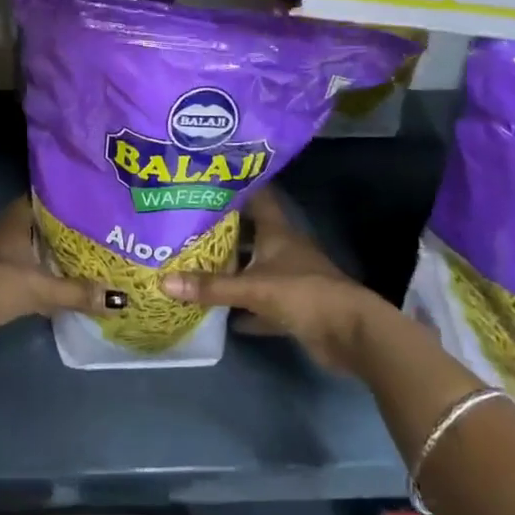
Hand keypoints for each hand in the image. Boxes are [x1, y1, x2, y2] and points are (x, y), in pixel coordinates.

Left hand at [0, 198, 107, 348]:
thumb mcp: (41, 288)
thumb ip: (77, 292)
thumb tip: (118, 299)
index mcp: (18, 220)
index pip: (45, 197)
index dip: (66, 196)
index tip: (92, 199)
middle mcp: (9, 231)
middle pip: (43, 224)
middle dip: (68, 228)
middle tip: (100, 230)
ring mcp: (1, 255)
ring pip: (35, 247)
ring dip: (55, 252)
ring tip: (89, 256)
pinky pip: (29, 270)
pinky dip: (45, 274)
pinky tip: (64, 283)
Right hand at [159, 188, 377, 372]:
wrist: (350, 333)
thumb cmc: (303, 294)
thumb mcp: (253, 288)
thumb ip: (210, 286)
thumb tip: (163, 282)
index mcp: (277, 231)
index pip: (255, 197)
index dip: (233, 187)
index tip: (204, 181)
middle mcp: (282, 249)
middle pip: (249, 234)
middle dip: (221, 231)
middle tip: (185, 225)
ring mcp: (289, 278)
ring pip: (253, 268)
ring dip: (230, 269)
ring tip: (193, 263)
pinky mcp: (292, 307)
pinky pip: (259, 303)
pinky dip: (242, 309)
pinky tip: (219, 313)